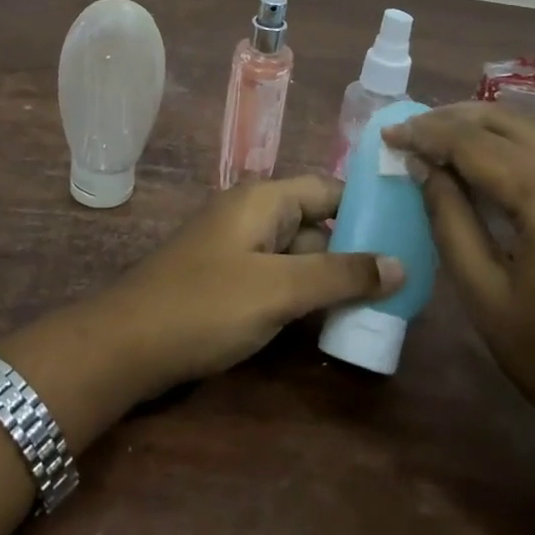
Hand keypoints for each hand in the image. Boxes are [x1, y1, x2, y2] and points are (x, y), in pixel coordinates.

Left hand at [100, 176, 402, 396]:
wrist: (125, 346)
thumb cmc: (205, 305)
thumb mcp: (278, 289)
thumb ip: (339, 275)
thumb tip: (399, 263)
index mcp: (263, 199)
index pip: (328, 189)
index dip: (367, 207)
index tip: (409, 230)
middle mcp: (253, 215)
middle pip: (317, 224)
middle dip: (356, 251)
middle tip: (405, 280)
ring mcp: (239, 249)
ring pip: (300, 256)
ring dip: (333, 278)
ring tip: (383, 304)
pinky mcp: (230, 282)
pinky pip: (280, 279)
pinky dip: (306, 295)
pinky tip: (334, 321)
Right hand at [383, 103, 534, 467]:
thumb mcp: (483, 295)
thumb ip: (449, 219)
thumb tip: (423, 166)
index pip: (476, 144)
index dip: (427, 133)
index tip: (388, 133)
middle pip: (510, 122)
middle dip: (455, 118)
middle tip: (411, 130)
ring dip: (487, 124)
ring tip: (441, 134)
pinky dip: (517, 141)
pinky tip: (489, 155)